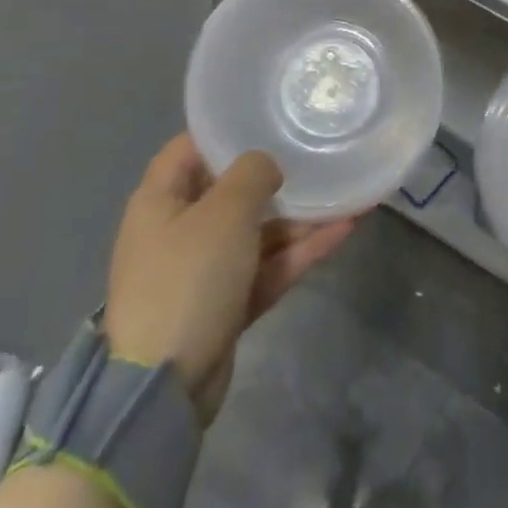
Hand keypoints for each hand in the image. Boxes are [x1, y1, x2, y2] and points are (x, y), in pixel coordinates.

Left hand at [103, 134, 354, 422]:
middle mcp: (179, 229)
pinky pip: (268, 266)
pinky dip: (300, 251)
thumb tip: (267, 166)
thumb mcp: (224, 212)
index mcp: (160, 200)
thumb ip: (252, 174)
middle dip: (277, 177)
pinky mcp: (226, 304)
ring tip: (347, 193)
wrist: (164, 389)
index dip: (227, 131)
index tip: (270, 118)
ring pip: (258, 231)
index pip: (191, 148)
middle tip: (318, 154)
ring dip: (299, 216)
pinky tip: (344, 230)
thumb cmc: (187, 279)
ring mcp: (204, 269)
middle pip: (232, 190)